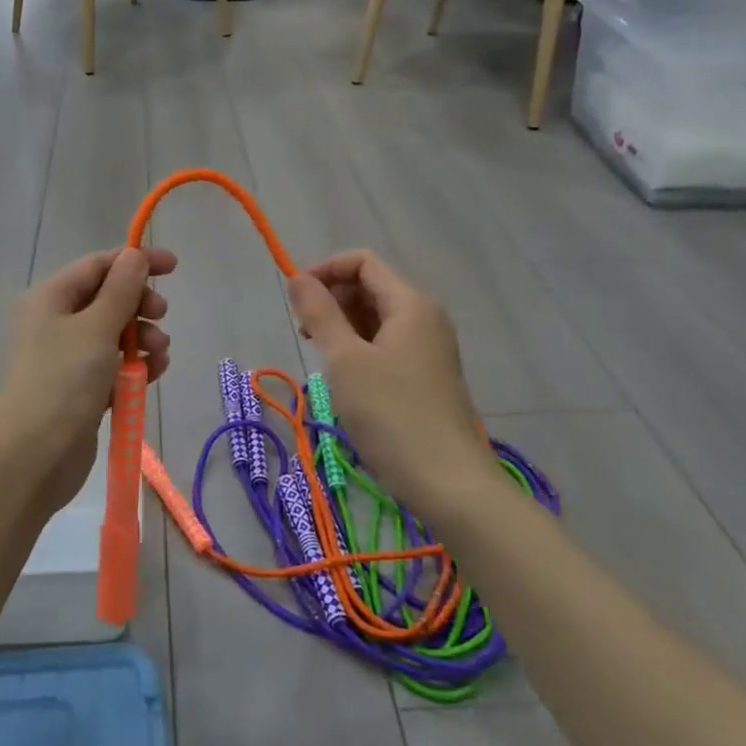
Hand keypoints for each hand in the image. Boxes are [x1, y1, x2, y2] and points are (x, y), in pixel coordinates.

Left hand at [0, 247, 175, 515]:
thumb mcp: (96, 327)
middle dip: (139, 304)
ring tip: (160, 353)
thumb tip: (134, 254)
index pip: (98, 265)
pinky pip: (114, 365)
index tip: (174, 266)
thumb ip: (121, 289)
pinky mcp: (80, 389)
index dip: (135, 261)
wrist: (33, 455)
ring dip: (142, 337)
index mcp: (50, 298)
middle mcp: (55, 323)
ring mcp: (67, 358)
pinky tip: (154, 372)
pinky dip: (135, 365)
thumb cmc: (63, 380)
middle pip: (107, 298)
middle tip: (161, 316)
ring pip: (114, 334)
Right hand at [286, 249, 494, 513]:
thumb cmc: (392, 415)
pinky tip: (345, 376)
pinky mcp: (426, 375)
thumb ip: (320, 313)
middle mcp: (424, 317)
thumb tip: (297, 278)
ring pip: (377, 316)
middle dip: (332, 298)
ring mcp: (429, 347)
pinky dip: (360, 346)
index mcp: (410, 303)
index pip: (363, 262)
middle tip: (305, 332)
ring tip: (321, 355)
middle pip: (370, 286)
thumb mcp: (346, 360)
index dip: (325, 270)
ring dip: (343, 324)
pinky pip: (387, 343)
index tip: (296, 298)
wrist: (449, 483)